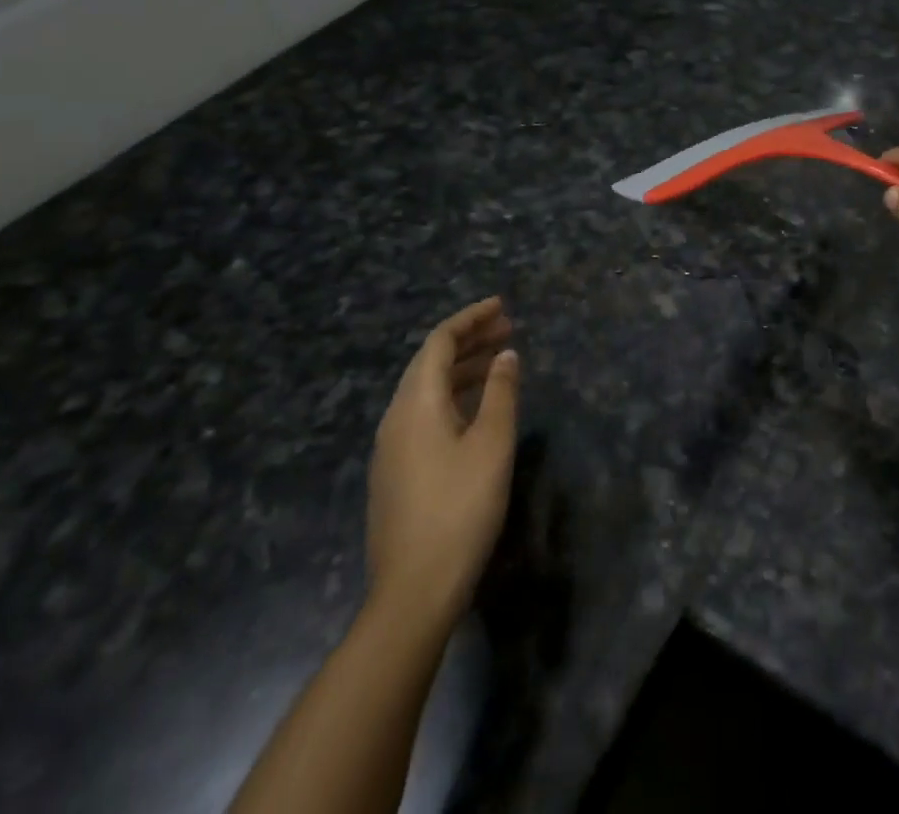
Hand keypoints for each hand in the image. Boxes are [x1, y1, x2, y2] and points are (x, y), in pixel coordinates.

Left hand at [367, 298, 518, 625]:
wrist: (413, 592)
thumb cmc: (460, 509)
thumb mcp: (492, 444)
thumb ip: (501, 392)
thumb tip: (505, 355)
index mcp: (416, 403)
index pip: (440, 342)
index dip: (470, 318)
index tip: (502, 306)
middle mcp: (396, 418)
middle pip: (430, 362)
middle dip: (469, 340)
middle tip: (508, 329)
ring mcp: (391, 448)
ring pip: (426, 389)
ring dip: (463, 369)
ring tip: (499, 361)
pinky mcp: (395, 473)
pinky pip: (423, 414)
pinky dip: (453, 396)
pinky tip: (476, 408)